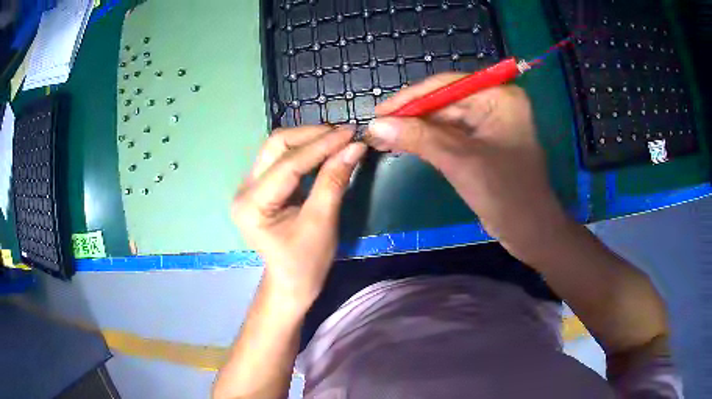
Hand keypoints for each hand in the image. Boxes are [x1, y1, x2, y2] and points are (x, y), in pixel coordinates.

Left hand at [232, 126, 366, 309]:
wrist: (291, 283)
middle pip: (277, 145)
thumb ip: (334, 181)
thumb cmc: (305, 263)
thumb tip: (355, 146)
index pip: (288, 163)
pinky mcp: (261, 186)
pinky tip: (326, 149)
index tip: (351, 133)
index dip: (322, 145)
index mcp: (252, 204)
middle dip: (312, 136)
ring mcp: (250, 186)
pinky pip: (282, 158)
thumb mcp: (322, 222)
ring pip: (279, 148)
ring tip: (339, 139)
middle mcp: (244, 189)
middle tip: (345, 135)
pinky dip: (306, 151)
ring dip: (310, 140)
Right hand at [367, 73, 567, 259]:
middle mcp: (495, 104)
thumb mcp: (460, 161)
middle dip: (411, 116)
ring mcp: (490, 125)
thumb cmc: (505, 193)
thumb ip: (419, 138)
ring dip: (416, 130)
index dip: (412, 97)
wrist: (530, 232)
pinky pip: (451, 136)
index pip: (448, 85)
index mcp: (499, 97)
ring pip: (445, 120)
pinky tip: (404, 145)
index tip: (380, 110)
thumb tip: (376, 125)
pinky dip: (428, 141)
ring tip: (383, 138)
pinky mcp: (484, 145)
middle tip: (377, 128)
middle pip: (445, 102)